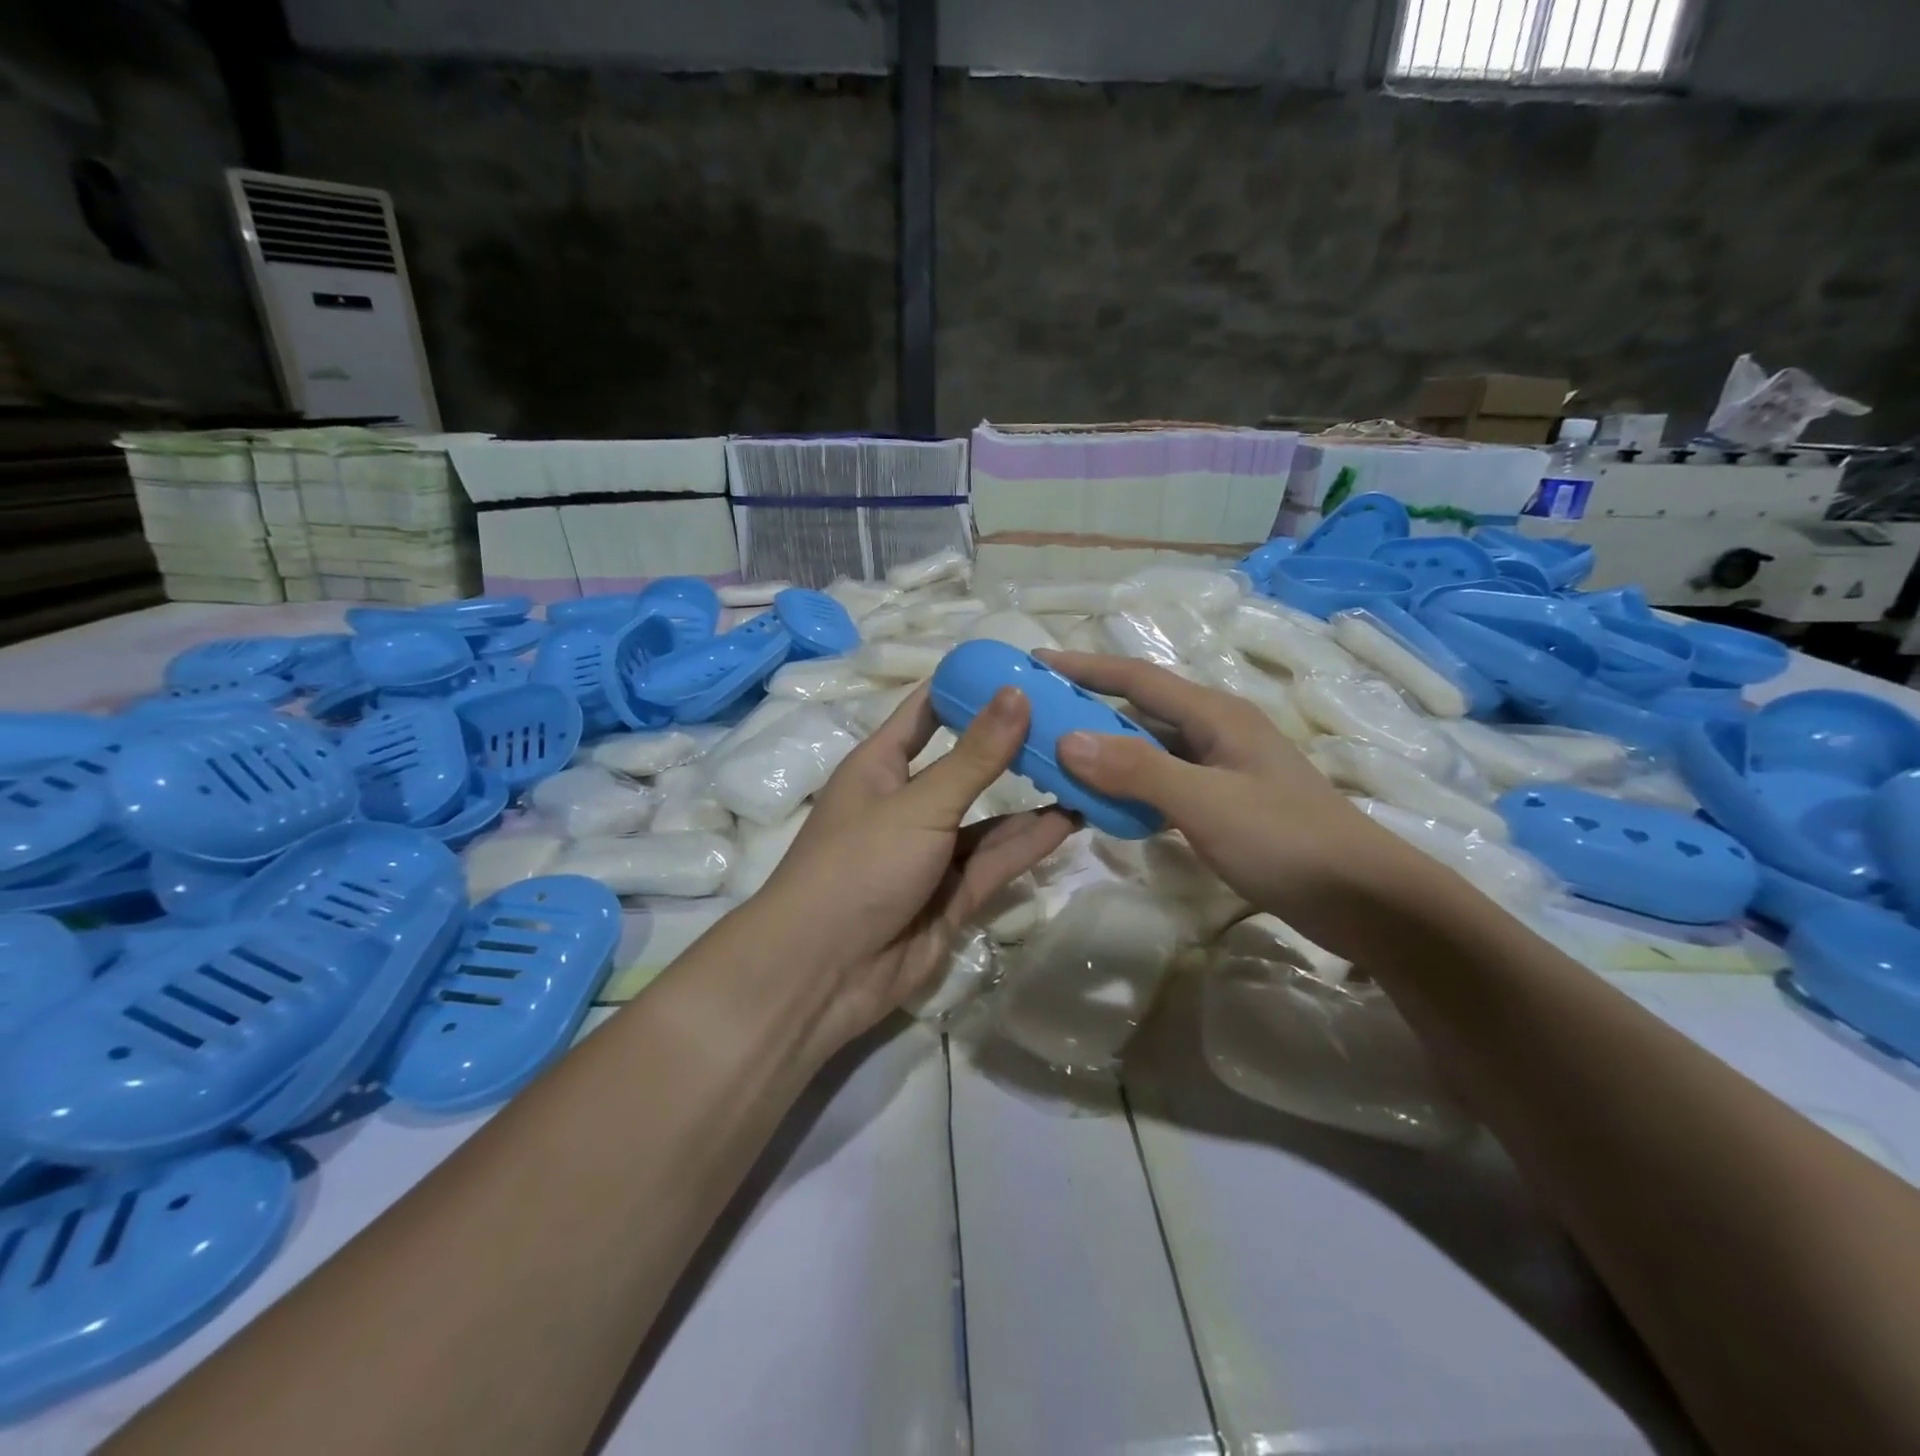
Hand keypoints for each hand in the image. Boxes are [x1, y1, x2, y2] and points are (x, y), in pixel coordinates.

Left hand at [749, 685, 1076, 1049]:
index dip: (968, 686)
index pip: (927, 710)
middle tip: (1071, 720)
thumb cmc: (859, 866)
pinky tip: (1074, 818)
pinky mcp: (953, 894)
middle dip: (1013, 743)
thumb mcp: (920, 804)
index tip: (1021, 667)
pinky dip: (1031, 841)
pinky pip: (997, 859)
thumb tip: (1016, 691)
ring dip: (1032, 796)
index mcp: (881, 765)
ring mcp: (932, 851)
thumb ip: (974, 756)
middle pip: (968, 763)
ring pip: (990, 816)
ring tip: (1086, 769)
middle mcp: (909, 802)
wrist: (824, 973)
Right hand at [1038, 650, 1427, 952]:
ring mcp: (1224, 769)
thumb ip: (1137, 770)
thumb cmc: (1287, 841)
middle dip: (1089, 708)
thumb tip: (1067, 739)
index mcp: (1216, 715)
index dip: (1086, 666)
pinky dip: (1130, 786)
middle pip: (1141, 709)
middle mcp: (1217, 732)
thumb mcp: (1206, 803)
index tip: (1037, 661)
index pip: (1138, 678)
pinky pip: (1164, 782)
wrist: (1366, 899)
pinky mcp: (1226, 803)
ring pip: (1151, 748)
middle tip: (1037, 717)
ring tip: (1058, 759)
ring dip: (1107, 750)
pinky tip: (1107, 804)